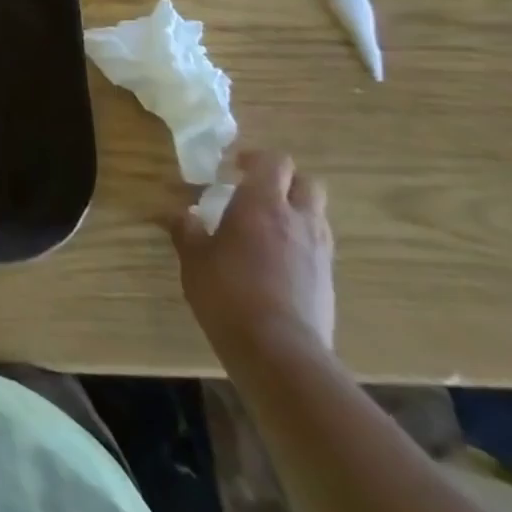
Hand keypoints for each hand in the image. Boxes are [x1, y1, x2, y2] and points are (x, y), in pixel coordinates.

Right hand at [167, 150, 333, 363]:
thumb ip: (187, 230)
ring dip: (296, 212)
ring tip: (266, 228)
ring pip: (317, 215)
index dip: (255, 159)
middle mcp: (298, 221)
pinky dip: (301, 244)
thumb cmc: (228, 293)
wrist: (280, 353)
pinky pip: (319, 248)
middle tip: (256, 193)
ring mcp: (319, 253)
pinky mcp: (329, 283)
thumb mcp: (193, 259)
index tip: (232, 169)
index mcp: (263, 204)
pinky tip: (277, 263)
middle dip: (284, 182)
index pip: (274, 161)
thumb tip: (182, 215)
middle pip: (307, 183)